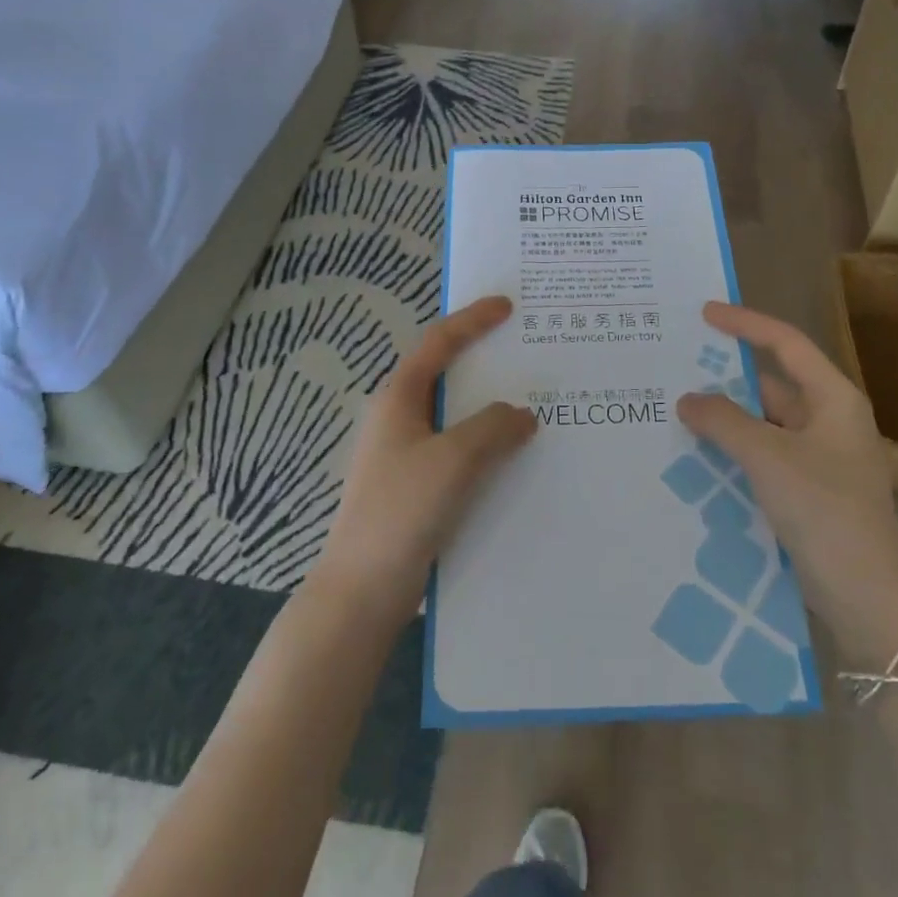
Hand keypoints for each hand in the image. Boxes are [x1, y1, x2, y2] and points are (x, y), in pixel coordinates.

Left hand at [313, 296, 535, 622]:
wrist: (362, 591)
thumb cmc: (401, 511)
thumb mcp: (453, 460)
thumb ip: (492, 427)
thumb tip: (522, 414)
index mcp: (398, 399)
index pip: (438, 342)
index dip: (472, 319)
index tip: (508, 306)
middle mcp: (399, 419)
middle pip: (447, 375)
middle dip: (486, 361)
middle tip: (529, 352)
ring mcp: (407, 455)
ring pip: (457, 417)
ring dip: (491, 408)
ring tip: (535, 403)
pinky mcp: (417, 487)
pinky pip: (460, 451)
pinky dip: (487, 444)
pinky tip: (516, 458)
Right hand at [677, 303, 897, 618]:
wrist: (867, 594)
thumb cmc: (824, 509)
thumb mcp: (768, 457)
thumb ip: (723, 421)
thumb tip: (687, 399)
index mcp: (833, 399)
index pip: (786, 344)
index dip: (746, 323)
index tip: (705, 314)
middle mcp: (829, 420)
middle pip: (773, 384)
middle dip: (727, 377)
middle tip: (679, 367)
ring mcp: (820, 457)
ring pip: (765, 423)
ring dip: (727, 418)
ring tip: (678, 410)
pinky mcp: (808, 489)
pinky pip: (764, 455)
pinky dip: (734, 449)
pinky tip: (698, 454)